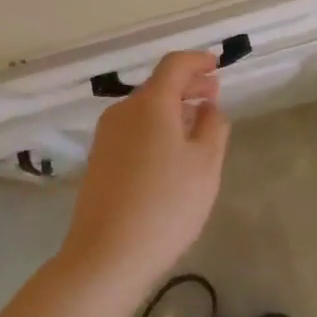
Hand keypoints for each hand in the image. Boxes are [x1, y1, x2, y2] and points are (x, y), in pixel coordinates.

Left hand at [61, 51, 231, 292]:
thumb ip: (213, 127)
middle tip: (214, 96)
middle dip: (188, 86)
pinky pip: (133, 130)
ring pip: (145, 109)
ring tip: (197, 126)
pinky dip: (156, 127)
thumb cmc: (165, 205)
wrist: (106, 255)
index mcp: (150, 104)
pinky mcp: (99, 160)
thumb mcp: (205, 165)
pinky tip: (171, 152)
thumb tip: (208, 107)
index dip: (198, 61)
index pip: (174, 65)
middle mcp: (123, 111)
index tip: (217, 65)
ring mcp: (106, 136)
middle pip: (158, 86)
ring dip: (172, 109)